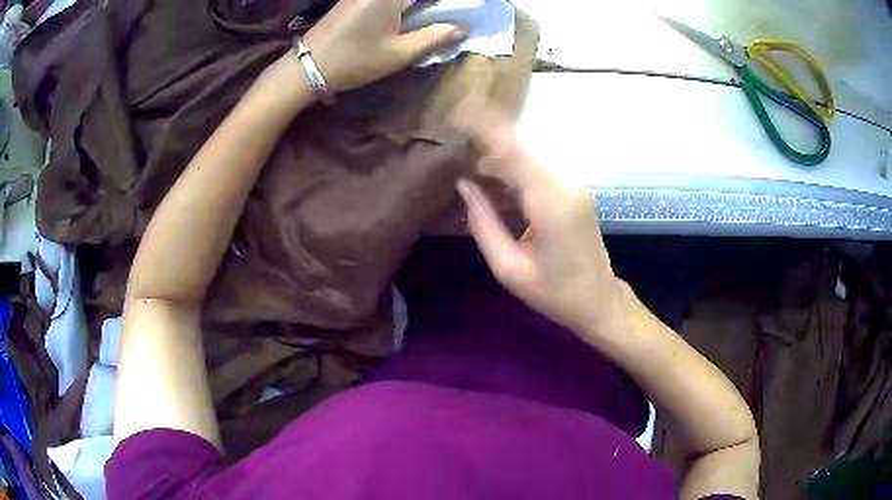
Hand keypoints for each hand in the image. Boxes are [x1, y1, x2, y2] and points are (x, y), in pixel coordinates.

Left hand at [303, 0, 465, 92]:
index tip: (458, 9)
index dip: (447, 3)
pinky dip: (401, 5)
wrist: (309, 66)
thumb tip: (461, 28)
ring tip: (429, 16)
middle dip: (433, 4)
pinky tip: (407, 14)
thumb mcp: (399, 53)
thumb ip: (434, 37)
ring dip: (416, 6)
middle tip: (443, 15)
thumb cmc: (355, 60)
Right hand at [454, 105, 630, 341]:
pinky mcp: (575, 192)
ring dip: (499, 162)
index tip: (461, 110)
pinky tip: (495, 188)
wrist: (599, 302)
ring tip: (471, 172)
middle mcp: (566, 185)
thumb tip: (464, 185)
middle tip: (456, 151)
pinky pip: (539, 173)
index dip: (487, 127)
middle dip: (487, 147)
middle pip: (521, 151)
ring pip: (529, 161)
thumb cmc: (554, 293)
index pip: (515, 150)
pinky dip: (514, 175)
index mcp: (551, 203)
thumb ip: (483, 223)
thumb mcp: (509, 268)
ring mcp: (574, 186)